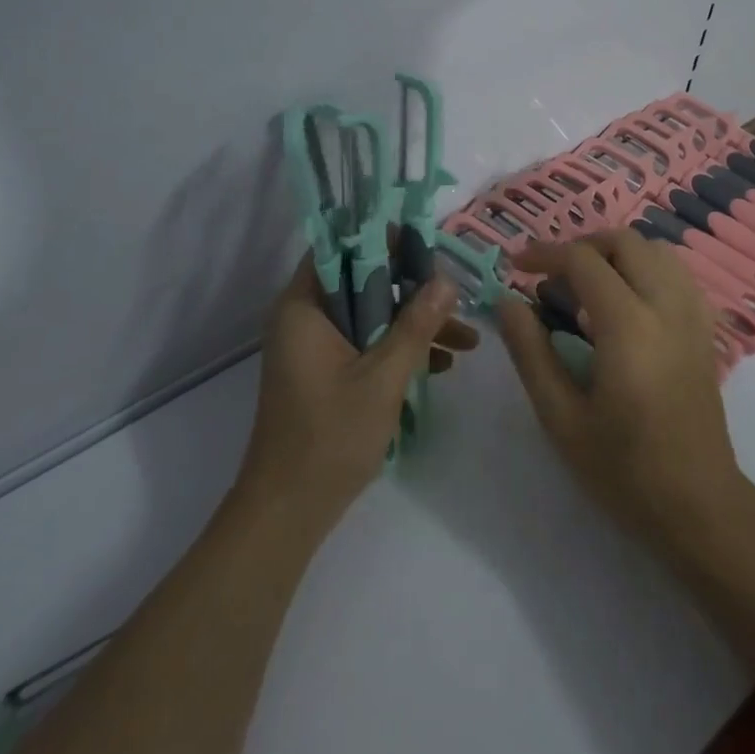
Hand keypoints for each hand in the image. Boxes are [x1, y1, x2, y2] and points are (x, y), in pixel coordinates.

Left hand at [235, 257, 477, 537]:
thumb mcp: (383, 377)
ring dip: (414, 325)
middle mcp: (304, 318)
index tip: (425, 246)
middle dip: (412, 290)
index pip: (340, 249)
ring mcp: (314, 348)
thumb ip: (416, 326)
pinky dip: (398, 350)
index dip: (382, 241)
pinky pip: (366, 344)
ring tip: (466, 340)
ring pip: (370, 316)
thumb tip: (446, 281)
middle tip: (455, 294)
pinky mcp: (325, 373)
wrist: (288, 512)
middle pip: (362, 282)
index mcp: (304, 307)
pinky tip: (442, 366)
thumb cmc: (329, 436)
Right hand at [496, 230, 747, 550]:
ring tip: (587, 285)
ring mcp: (693, 316)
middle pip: (625, 241)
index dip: (544, 254)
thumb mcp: (561, 417)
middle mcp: (666, 307)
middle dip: (582, 246)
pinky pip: (677, 274)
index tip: (516, 266)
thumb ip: (531, 352)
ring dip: (617, 254)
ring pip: (656, 250)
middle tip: (551, 275)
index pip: (583, 261)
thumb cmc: (623, 469)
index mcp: (628, 326)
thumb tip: (507, 302)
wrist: (699, 507)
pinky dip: (646, 269)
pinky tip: (626, 303)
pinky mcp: (706, 331)